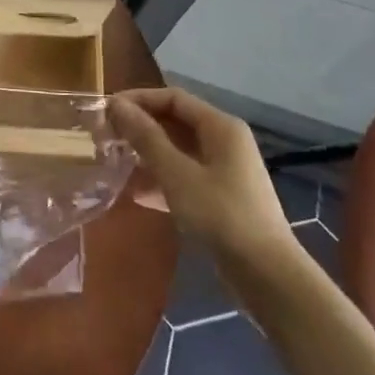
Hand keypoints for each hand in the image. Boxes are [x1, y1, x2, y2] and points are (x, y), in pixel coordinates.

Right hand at [109, 87, 292, 267]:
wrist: (267, 276)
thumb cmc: (221, 216)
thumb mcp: (177, 174)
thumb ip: (146, 137)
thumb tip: (117, 104)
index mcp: (220, 127)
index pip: (173, 98)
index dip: (139, 100)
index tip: (107, 111)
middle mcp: (225, 142)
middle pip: (177, 122)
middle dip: (142, 128)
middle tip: (107, 137)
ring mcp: (225, 171)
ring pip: (179, 152)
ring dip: (149, 156)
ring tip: (116, 164)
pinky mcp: (222, 198)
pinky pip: (186, 177)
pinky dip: (163, 181)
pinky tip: (137, 196)